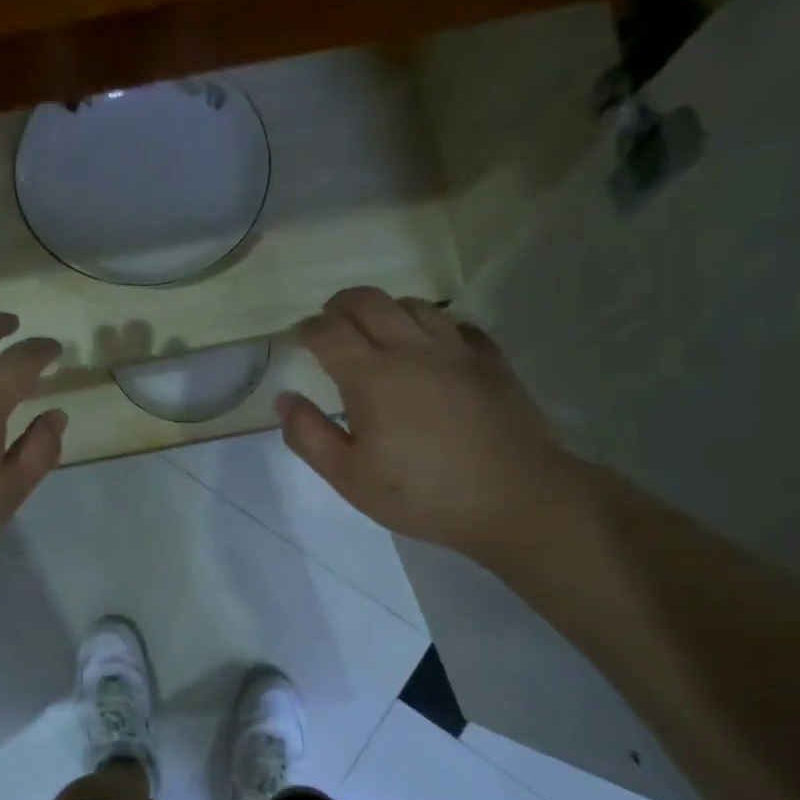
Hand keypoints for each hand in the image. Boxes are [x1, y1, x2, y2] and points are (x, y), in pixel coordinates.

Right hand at [276, 287, 582, 566]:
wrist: (513, 498)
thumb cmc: (421, 493)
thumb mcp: (349, 477)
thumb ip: (309, 436)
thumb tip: (285, 400)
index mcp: (372, 376)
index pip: (328, 331)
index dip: (307, 329)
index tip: (299, 338)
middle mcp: (412, 349)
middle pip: (369, 301)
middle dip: (340, 305)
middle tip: (330, 323)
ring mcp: (456, 350)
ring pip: (414, 305)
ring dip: (386, 310)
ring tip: (377, 332)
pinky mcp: (490, 360)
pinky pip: (457, 324)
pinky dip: (434, 327)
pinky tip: (431, 348)